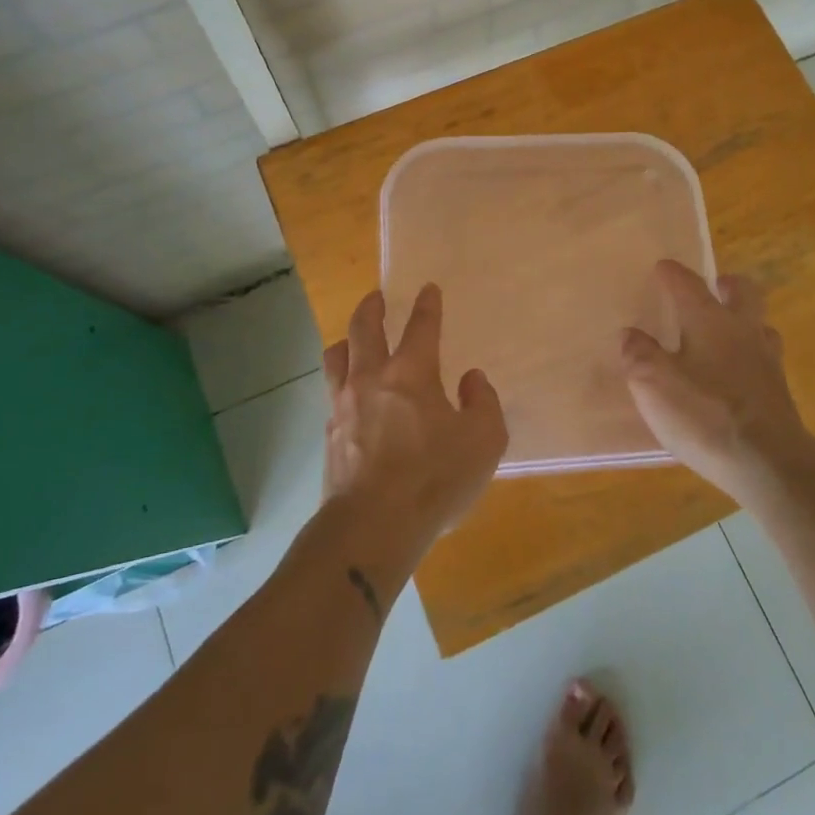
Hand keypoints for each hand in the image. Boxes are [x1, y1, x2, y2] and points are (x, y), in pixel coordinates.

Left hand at [322, 284, 507, 554]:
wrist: (372, 525)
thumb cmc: (434, 478)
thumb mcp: (484, 440)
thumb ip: (483, 402)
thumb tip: (470, 379)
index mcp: (412, 373)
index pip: (421, 327)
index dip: (427, 305)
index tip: (428, 288)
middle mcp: (372, 378)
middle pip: (363, 329)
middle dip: (372, 308)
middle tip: (376, 297)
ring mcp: (344, 405)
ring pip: (336, 357)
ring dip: (346, 341)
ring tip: (351, 340)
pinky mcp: (329, 435)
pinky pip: (331, 394)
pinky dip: (341, 384)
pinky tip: (348, 396)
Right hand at [620, 261, 814, 502]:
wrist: (768, 462)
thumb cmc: (704, 414)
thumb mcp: (653, 384)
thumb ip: (638, 354)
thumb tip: (630, 334)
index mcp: (708, 320)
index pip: (688, 283)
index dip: (672, 273)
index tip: (662, 267)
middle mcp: (742, 330)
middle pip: (743, 292)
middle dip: (726, 284)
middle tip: (713, 286)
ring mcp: (767, 360)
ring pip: (759, 324)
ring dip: (743, 320)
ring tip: (725, 331)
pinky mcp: (779, 391)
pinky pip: (765, 358)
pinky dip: (750, 355)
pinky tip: (738, 373)